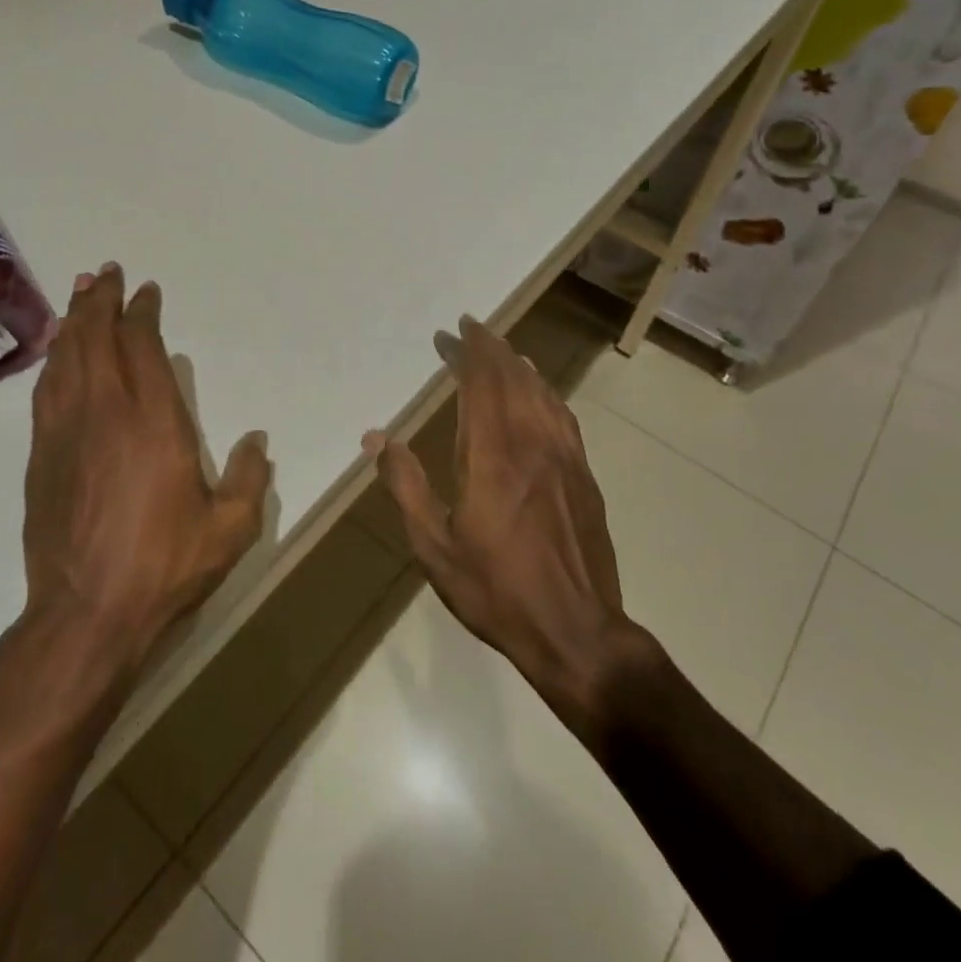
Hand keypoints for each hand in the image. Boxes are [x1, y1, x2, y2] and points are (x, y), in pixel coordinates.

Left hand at [22, 263, 269, 677]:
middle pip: (96, 339)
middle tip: (105, 273)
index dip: (142, 313)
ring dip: (73, 322)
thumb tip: (258, 441)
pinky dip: (54, 360)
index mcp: (154, 422)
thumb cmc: (164, 567)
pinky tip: (57, 354)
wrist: (86, 614)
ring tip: (79, 295)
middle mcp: (105, 412)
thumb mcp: (230, 530)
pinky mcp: (42, 455)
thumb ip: (250, 479)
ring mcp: (66, 431)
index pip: (142, 347)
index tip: (145, 292)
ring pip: (66, 358)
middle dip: (100, 301)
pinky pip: (46, 390)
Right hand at [366, 317, 646, 734]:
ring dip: (520, 365)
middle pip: (514, 378)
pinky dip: (547, 392)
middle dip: (491, 348)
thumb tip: (377, 438)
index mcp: (491, 456)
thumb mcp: (434, 546)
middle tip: (471, 328)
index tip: (452, 331)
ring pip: (542, 393)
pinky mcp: (584, 477)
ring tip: (503, 350)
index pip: (481, 384)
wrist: (577, 633)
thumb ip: (405, 485)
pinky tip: (541, 392)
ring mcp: (564, 459)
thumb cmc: (496, 590)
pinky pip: (563, 417)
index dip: (467, 352)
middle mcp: (531, 445)